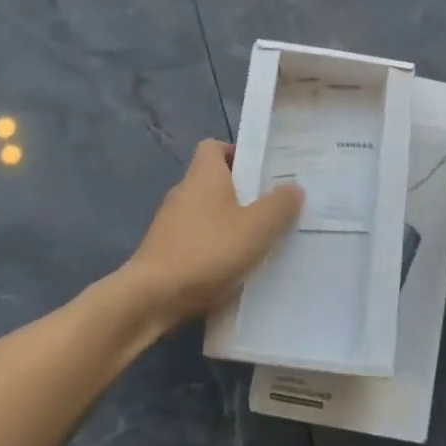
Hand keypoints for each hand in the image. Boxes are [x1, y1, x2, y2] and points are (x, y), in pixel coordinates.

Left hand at [116, 140, 303, 334]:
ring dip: (229, 224)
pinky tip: (234, 269)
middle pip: (214, 181)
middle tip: (272, 209)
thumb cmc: (207, 251)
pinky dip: (214, 249)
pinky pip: (197, 241)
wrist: (151, 298)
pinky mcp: (165, 252)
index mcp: (203, 175)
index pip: (215, 146)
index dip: (238, 154)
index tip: (262, 172)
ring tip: (259, 242)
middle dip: (242, 194)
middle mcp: (184, 192)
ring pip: (207, 214)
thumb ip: (279, 205)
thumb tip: (294, 187)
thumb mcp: (256, 228)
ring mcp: (170, 224)